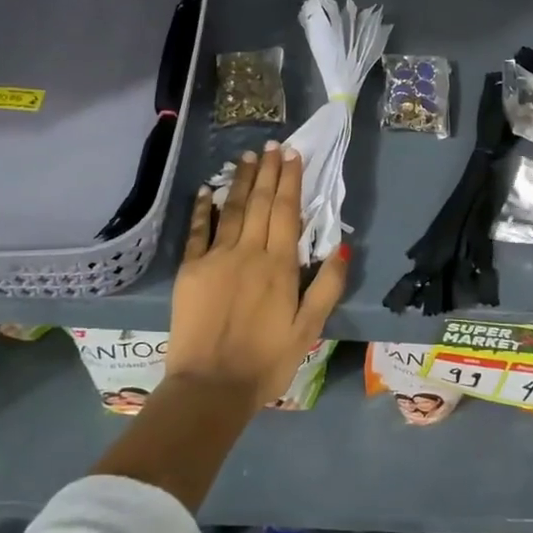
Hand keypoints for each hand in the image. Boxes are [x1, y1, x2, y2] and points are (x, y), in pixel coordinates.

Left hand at [168, 145, 348, 406]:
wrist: (210, 387)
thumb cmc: (266, 361)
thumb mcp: (309, 329)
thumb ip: (327, 286)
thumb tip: (342, 246)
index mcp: (279, 266)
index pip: (286, 211)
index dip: (290, 180)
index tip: (293, 154)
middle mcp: (248, 252)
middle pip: (259, 203)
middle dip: (267, 171)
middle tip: (272, 145)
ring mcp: (215, 258)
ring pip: (230, 210)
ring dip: (239, 181)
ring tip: (246, 157)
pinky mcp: (190, 270)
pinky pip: (197, 231)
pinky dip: (202, 208)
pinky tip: (206, 190)